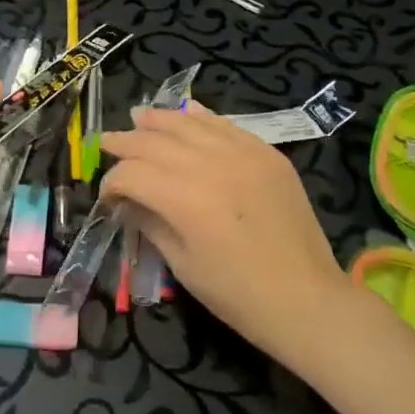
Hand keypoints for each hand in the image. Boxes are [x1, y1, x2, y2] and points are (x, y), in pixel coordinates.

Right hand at [99, 103, 347, 364]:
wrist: (308, 300)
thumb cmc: (238, 294)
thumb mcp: (183, 266)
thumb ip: (151, 223)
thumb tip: (128, 202)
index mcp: (185, 198)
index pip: (132, 174)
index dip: (112, 182)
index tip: (107, 196)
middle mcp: (210, 164)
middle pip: (155, 141)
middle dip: (126, 141)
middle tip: (106, 142)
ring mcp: (242, 153)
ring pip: (189, 123)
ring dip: (159, 120)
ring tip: (140, 117)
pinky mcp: (266, 153)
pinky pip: (226, 125)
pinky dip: (201, 118)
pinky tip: (187, 114)